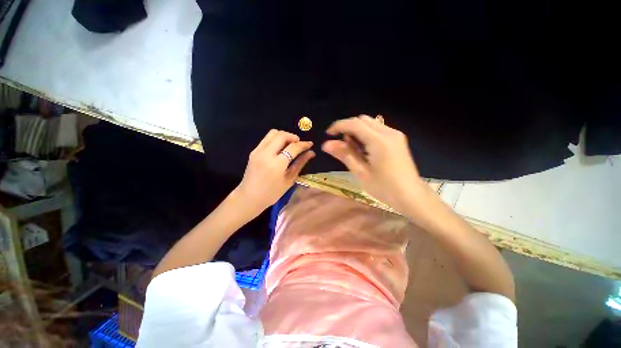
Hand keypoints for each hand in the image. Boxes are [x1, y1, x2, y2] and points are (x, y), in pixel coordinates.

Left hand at [236, 129, 314, 212]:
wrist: (249, 197)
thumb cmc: (272, 193)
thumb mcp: (289, 180)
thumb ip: (300, 164)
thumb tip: (311, 153)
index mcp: (277, 164)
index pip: (293, 147)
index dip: (303, 144)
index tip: (310, 144)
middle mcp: (266, 154)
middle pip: (282, 135)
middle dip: (293, 137)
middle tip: (299, 144)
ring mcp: (258, 151)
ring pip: (273, 133)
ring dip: (284, 136)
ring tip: (290, 145)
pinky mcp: (253, 151)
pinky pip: (266, 139)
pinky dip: (276, 139)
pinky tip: (280, 148)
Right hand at [322, 115, 424, 211]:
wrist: (411, 196)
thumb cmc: (384, 188)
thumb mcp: (360, 172)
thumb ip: (344, 154)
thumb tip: (326, 144)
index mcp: (379, 141)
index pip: (354, 124)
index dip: (339, 126)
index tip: (328, 134)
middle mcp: (389, 132)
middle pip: (363, 120)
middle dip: (348, 127)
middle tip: (340, 144)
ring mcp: (395, 135)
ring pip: (370, 123)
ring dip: (357, 131)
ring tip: (352, 148)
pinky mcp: (397, 139)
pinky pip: (377, 129)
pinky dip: (366, 134)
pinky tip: (364, 149)